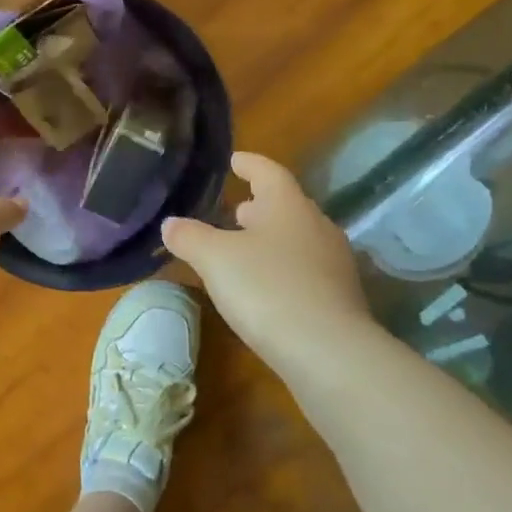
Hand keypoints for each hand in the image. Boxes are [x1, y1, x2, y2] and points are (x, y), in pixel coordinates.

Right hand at [162, 153, 370, 382]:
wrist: (327, 351)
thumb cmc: (266, 288)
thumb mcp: (215, 259)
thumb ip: (190, 237)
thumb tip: (170, 223)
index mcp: (288, 206)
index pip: (269, 172)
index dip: (250, 164)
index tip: (235, 160)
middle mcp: (317, 226)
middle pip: (287, 206)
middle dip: (260, 206)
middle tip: (236, 209)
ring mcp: (334, 263)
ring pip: (297, 239)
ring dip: (272, 238)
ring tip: (246, 247)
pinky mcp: (340, 298)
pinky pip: (306, 270)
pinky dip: (282, 269)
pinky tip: (265, 287)